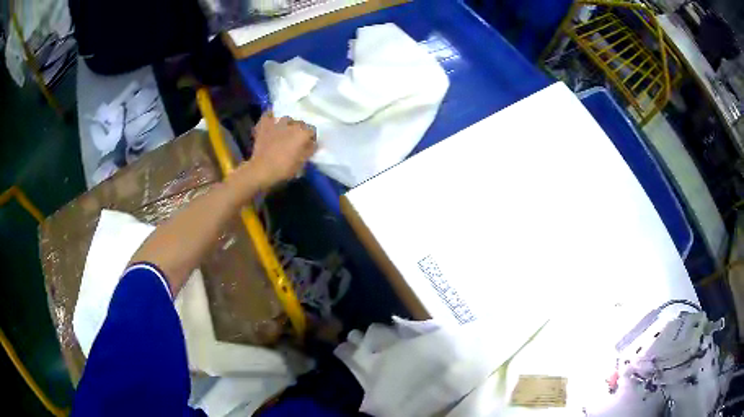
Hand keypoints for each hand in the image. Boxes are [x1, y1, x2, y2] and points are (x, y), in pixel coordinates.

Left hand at [246, 111, 316, 188]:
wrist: (262, 169)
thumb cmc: (284, 168)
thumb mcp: (302, 163)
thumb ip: (309, 150)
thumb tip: (312, 143)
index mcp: (303, 133)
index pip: (312, 130)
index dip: (310, 138)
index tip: (307, 145)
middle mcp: (292, 124)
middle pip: (299, 123)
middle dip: (298, 130)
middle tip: (294, 140)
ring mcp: (277, 122)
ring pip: (286, 119)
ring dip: (286, 125)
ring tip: (283, 132)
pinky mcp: (264, 124)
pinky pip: (268, 115)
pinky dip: (270, 117)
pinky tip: (271, 121)